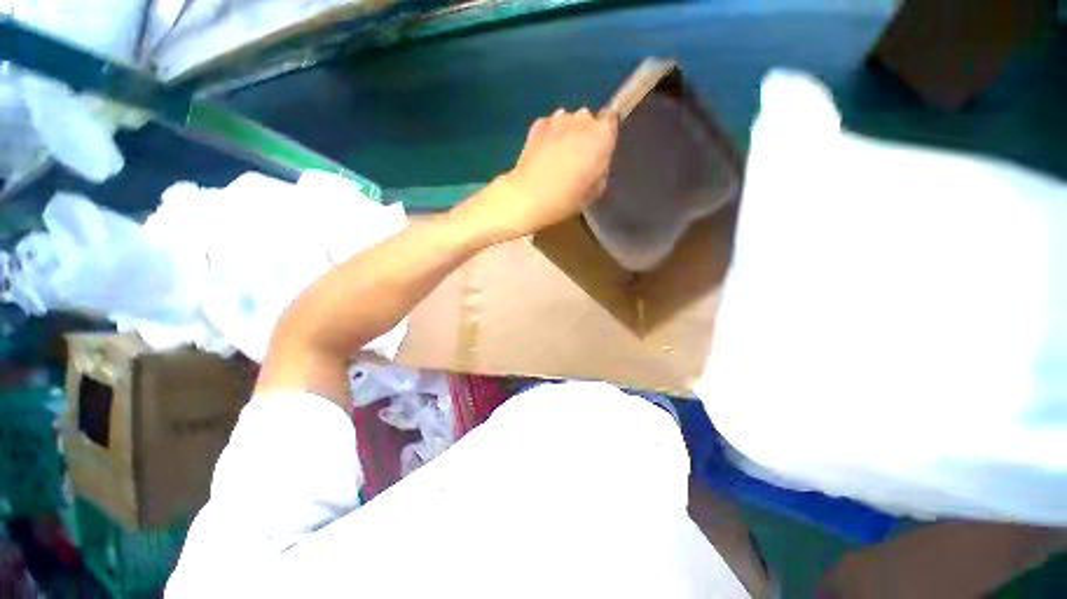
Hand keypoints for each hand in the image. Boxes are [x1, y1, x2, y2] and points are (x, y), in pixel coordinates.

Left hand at [454, 108, 618, 241]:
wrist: (528, 197)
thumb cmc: (566, 198)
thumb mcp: (596, 190)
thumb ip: (602, 166)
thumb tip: (598, 157)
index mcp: (600, 136)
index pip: (612, 119)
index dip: (607, 133)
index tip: (601, 148)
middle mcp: (581, 119)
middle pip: (589, 119)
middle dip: (587, 134)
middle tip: (579, 157)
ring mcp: (557, 118)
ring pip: (569, 121)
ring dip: (568, 133)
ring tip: (559, 155)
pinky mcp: (537, 123)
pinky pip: (551, 125)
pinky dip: (551, 135)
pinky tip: (545, 154)